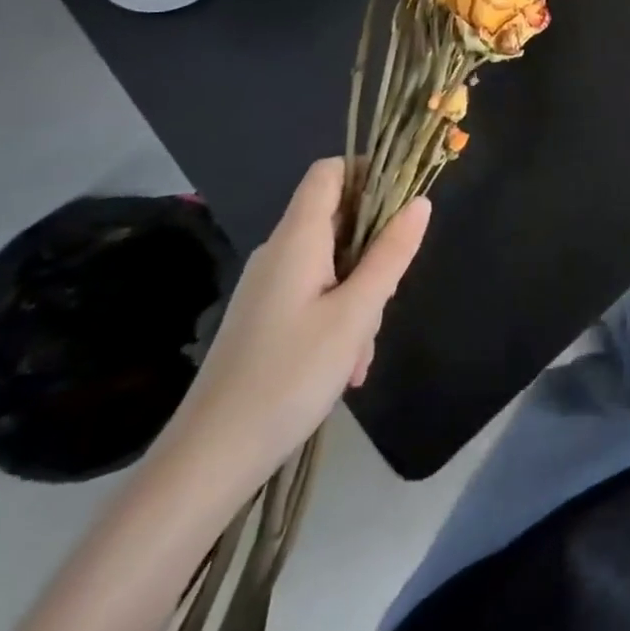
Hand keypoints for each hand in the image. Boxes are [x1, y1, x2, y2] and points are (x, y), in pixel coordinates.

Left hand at [156, 159, 430, 498]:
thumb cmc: (289, 375)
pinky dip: (339, 316)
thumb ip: (391, 254)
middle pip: (338, 220)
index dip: (368, 171)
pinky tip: (346, 367)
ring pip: (333, 264)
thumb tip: (420, 202)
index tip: (403, 203)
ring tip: (362, 350)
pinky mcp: (264, 318)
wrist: (208, 459)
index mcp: (297, 238)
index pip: (329, 172)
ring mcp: (269, 287)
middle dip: (375, 250)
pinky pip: (315, 294)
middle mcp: (279, 252)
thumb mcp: (356, 313)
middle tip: (386, 298)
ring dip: (360, 294)